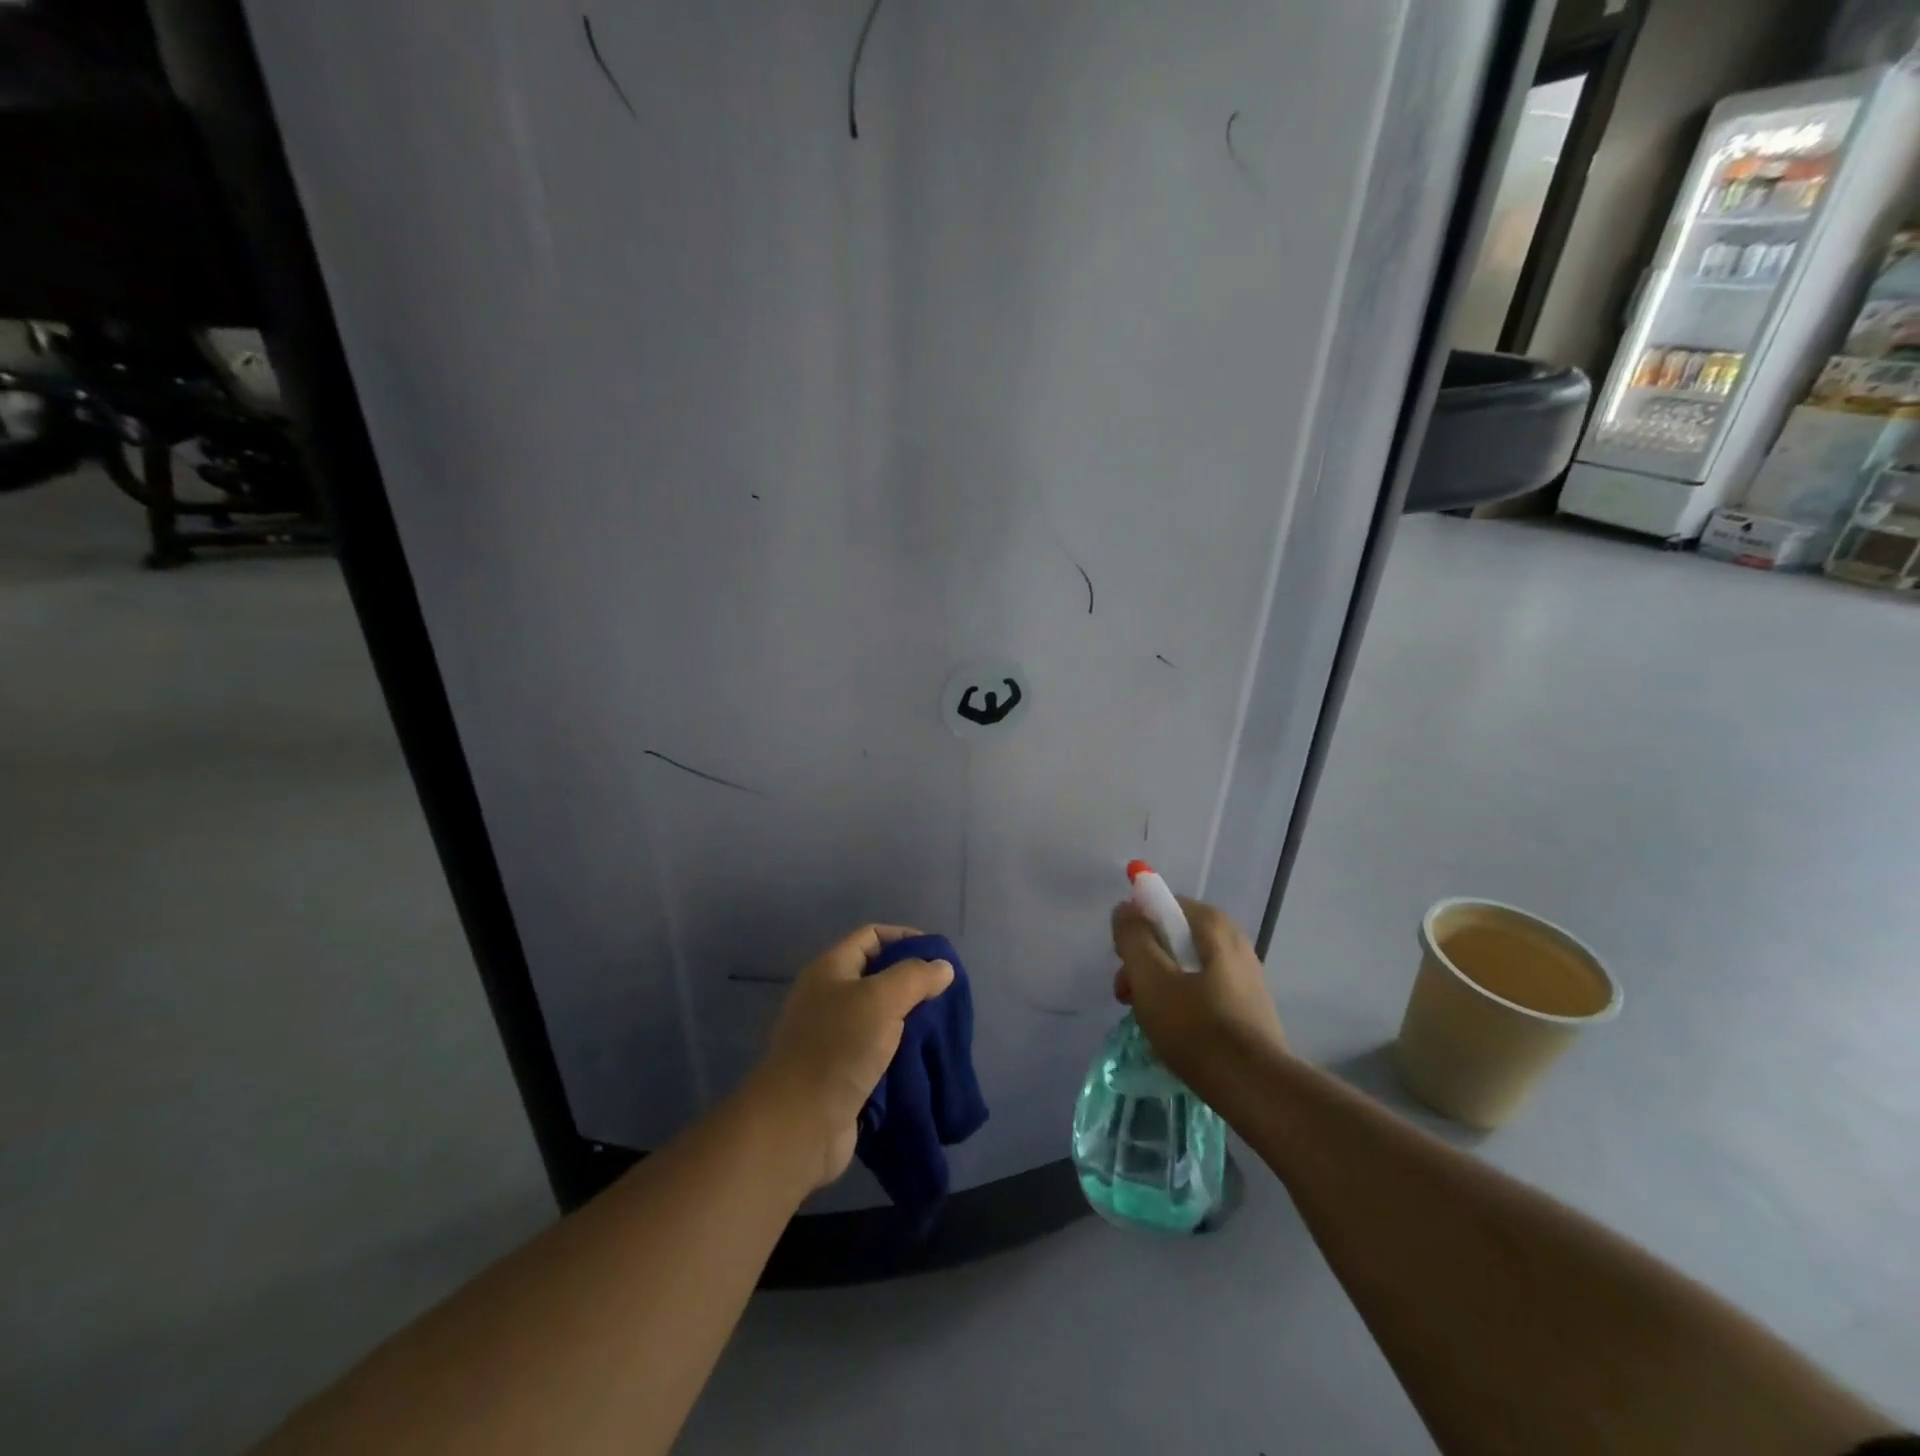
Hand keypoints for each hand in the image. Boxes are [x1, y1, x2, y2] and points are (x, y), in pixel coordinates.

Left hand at [748, 925, 954, 1189]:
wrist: (800, 1123)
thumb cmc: (839, 1048)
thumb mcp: (882, 999)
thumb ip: (915, 977)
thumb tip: (943, 967)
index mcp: (830, 969)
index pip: (871, 936)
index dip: (905, 938)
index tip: (939, 958)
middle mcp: (827, 996)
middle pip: (876, 975)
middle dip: (911, 982)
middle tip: (944, 995)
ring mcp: (831, 1035)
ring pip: (878, 1015)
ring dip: (908, 1019)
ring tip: (940, 1027)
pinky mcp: (838, 1070)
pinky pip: (875, 1049)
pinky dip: (898, 1050)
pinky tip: (922, 1057)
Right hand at [1112, 896, 1286, 1099]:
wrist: (1254, 1087)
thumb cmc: (1196, 1026)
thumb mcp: (1150, 977)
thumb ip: (1133, 936)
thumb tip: (1126, 909)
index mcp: (1213, 925)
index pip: (1162, 906)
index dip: (1136, 930)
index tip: (1123, 962)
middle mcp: (1234, 941)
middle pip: (1173, 938)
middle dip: (1144, 962)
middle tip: (1127, 995)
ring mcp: (1245, 974)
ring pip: (1186, 966)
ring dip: (1159, 985)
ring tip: (1146, 1019)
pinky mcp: (1248, 1006)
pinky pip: (1203, 990)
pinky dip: (1182, 1002)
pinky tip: (1173, 1031)